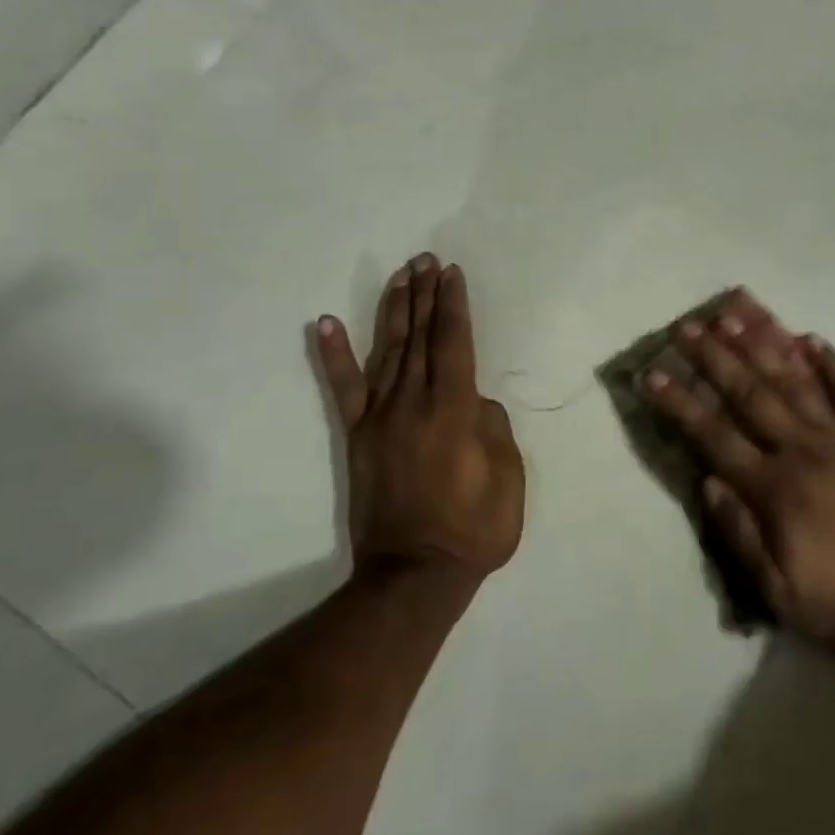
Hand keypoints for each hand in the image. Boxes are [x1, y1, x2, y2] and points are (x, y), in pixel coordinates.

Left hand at [313, 254, 524, 588]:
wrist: (414, 574)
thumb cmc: (474, 528)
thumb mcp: (508, 478)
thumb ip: (493, 428)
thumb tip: (472, 400)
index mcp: (454, 410)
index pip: (454, 342)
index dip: (453, 305)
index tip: (450, 273)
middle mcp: (413, 403)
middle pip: (420, 337)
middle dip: (424, 295)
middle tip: (425, 260)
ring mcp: (380, 418)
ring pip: (387, 351)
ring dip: (394, 310)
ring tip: (399, 276)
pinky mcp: (358, 437)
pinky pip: (343, 389)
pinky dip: (333, 355)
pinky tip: (326, 323)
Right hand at [643, 291, 834, 648]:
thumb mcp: (780, 593)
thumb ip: (740, 535)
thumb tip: (707, 484)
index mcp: (774, 488)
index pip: (714, 436)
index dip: (680, 403)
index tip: (653, 373)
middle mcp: (802, 450)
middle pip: (749, 394)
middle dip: (713, 357)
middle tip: (687, 326)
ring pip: (795, 381)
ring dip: (763, 345)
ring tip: (737, 313)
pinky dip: (832, 364)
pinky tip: (812, 338)